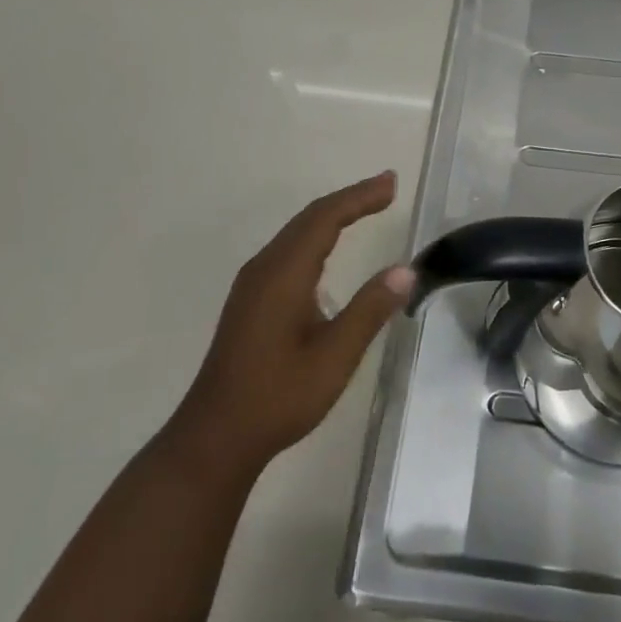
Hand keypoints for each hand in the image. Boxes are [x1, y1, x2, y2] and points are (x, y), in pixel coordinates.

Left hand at [170, 171, 414, 477]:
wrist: (215, 437)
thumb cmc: (277, 397)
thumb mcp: (334, 357)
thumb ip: (369, 310)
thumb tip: (405, 271)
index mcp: (283, 274)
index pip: (325, 218)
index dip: (360, 197)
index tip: (391, 184)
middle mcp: (264, 268)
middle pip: (310, 218)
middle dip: (350, 199)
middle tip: (387, 188)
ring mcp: (253, 284)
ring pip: (296, 233)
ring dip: (333, 215)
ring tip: (366, 207)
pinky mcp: (251, 299)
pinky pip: (288, 250)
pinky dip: (317, 235)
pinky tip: (328, 249)